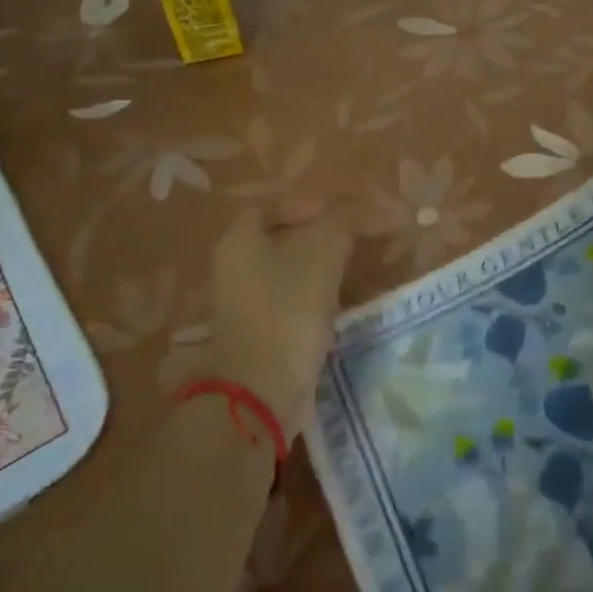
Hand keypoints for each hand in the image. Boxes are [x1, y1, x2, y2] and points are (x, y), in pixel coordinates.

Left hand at [201, 197, 352, 431]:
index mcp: (240, 239)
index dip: (312, 202)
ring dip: (320, 265)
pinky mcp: (260, 329)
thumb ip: (341, 224)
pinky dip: (315, 294)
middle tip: (356, 238)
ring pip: (288, 268)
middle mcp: (235, 264)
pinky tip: (340, 299)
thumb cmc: (288, 310)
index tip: (346, 212)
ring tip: (355, 267)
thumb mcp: (322, 254)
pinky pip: (291, 298)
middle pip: (282, 236)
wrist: (262, 389)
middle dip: (320, 234)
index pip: (276, 203)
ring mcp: (245, 300)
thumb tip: (357, 212)